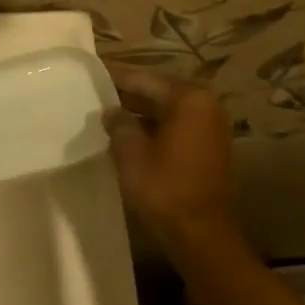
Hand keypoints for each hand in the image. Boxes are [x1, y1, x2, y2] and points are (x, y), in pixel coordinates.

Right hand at [102, 64, 236, 243]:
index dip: (115, 76)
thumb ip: (119, 124)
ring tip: (108, 111)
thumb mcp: (130, 152)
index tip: (92, 71)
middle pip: (159, 90)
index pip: (144, 78)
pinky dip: (154, 125)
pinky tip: (130, 132)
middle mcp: (205, 104)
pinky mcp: (209, 146)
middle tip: (96, 90)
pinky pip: (176, 124)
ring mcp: (211, 126)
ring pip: (167, 108)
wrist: (200, 233)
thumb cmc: (164, 187)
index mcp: (188, 98)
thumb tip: (112, 112)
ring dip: (141, 110)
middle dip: (128, 92)